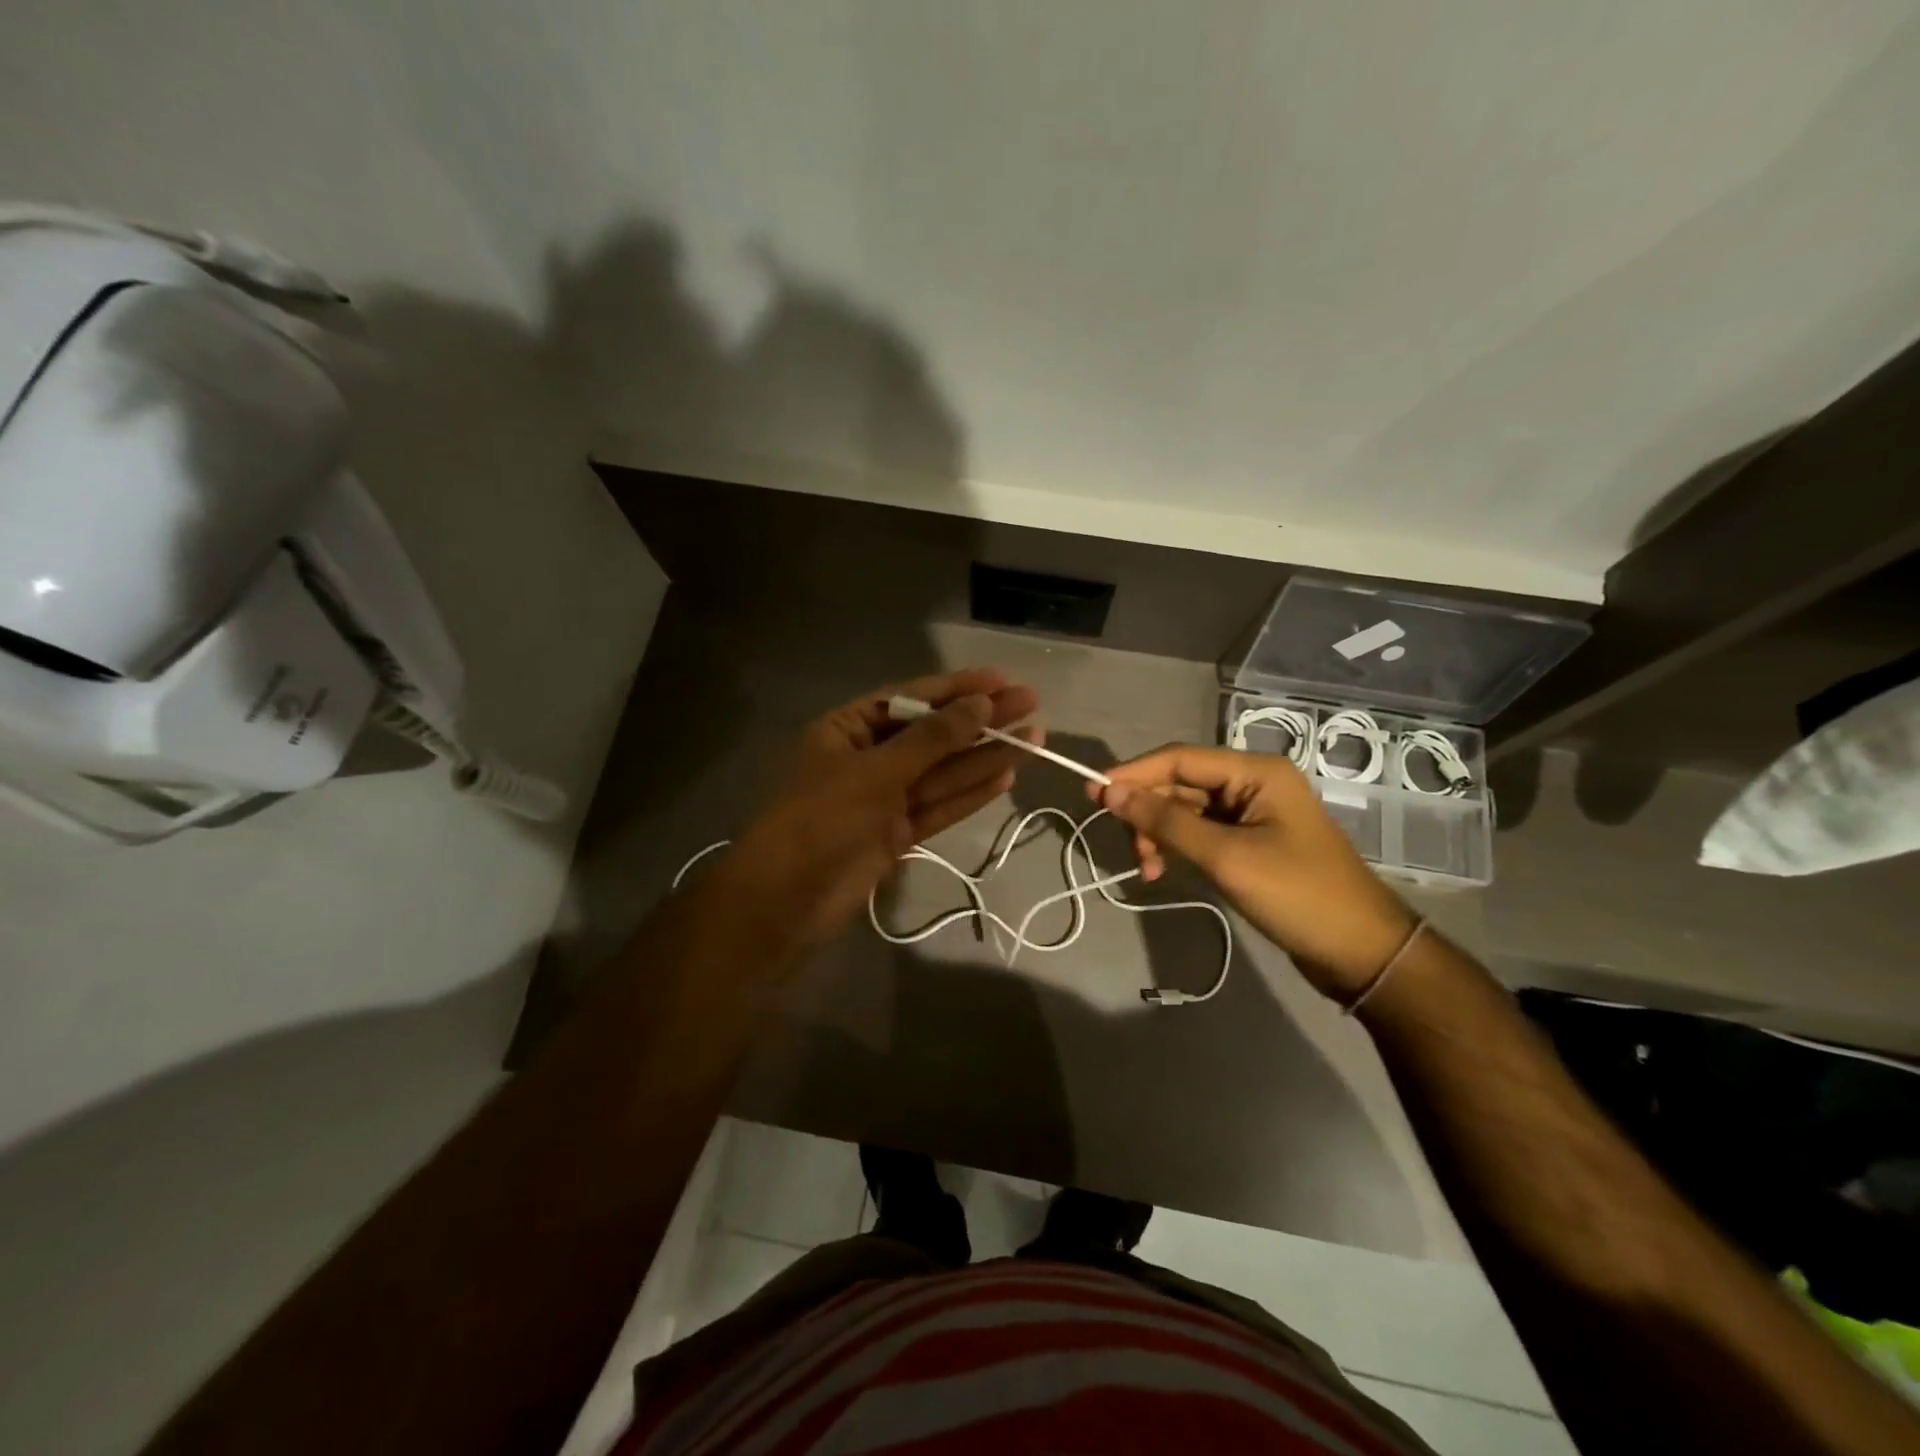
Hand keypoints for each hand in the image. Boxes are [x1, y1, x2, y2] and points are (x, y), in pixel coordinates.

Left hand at [722, 668, 1040, 947]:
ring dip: (984, 756)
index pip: (910, 699)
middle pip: (933, 734)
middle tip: (1031, 704)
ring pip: (942, 772)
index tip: (1001, 680)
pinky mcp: (897, 833)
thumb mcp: (877, 771)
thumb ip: (932, 738)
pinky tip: (1005, 776)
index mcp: (848, 729)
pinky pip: (939, 805)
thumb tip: (980, 704)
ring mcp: (884, 798)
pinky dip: (970, 793)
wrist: (786, 900)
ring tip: (1034, 738)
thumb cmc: (822, 819)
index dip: (957, 688)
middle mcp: (868, 758)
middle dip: (980, 720)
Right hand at [1089, 745, 1416, 1000]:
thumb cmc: (1296, 895)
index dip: (1133, 774)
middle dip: (1147, 813)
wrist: (1360, 951)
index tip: (1091, 792)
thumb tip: (1110, 791)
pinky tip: (1163, 870)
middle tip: (1127, 849)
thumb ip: (1166, 822)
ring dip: (1159, 834)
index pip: (1179, 758)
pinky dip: (1177, 848)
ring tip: (1148, 870)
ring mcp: (1251, 813)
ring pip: (1185, 809)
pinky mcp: (1249, 841)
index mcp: (1255, 772)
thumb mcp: (1225, 857)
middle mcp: (1252, 782)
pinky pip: (1200, 832)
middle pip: (1180, 783)